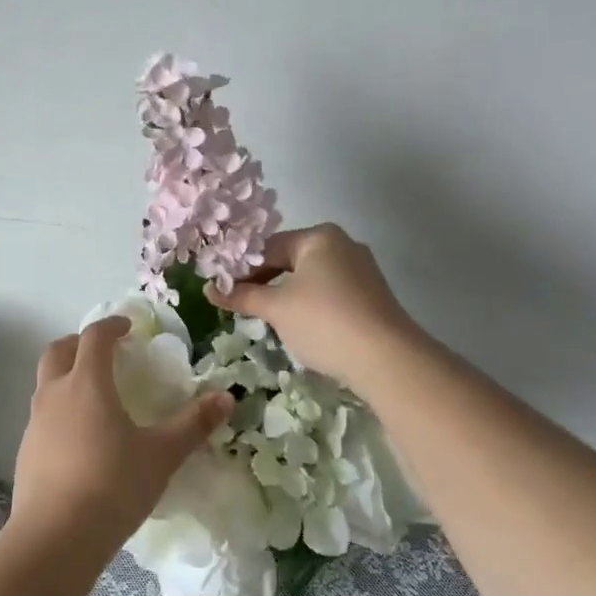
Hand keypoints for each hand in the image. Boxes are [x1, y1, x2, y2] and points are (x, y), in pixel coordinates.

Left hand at [10, 316, 233, 559]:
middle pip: (58, 350)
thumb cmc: (113, 486)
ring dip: (67, 376)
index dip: (111, 326)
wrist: (55, 538)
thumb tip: (226, 397)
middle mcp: (54, 394)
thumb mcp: (161, 455)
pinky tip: (81, 438)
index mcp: (87, 383)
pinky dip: (60, 410)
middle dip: (79, 343)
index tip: (128, 327)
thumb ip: (193, 424)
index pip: (93, 337)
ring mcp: (35, 423)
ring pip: (46, 383)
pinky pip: (43, 415)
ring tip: (96, 396)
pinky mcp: (26, 451)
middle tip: (105, 352)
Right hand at [209, 224, 419, 392]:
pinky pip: (330, 291)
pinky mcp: (371, 294)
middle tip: (241, 305)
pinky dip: (310, 304)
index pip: (267, 247)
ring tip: (267, 318)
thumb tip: (209, 290)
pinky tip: (301, 326)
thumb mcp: (276, 309)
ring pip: (310, 277)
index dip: (241, 269)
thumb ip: (242, 296)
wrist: (387, 359)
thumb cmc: (324, 322)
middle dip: (264, 282)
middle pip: (290, 259)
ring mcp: (361, 269)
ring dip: (285, 294)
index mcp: (318, 237)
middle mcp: (342, 244)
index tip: (223, 291)